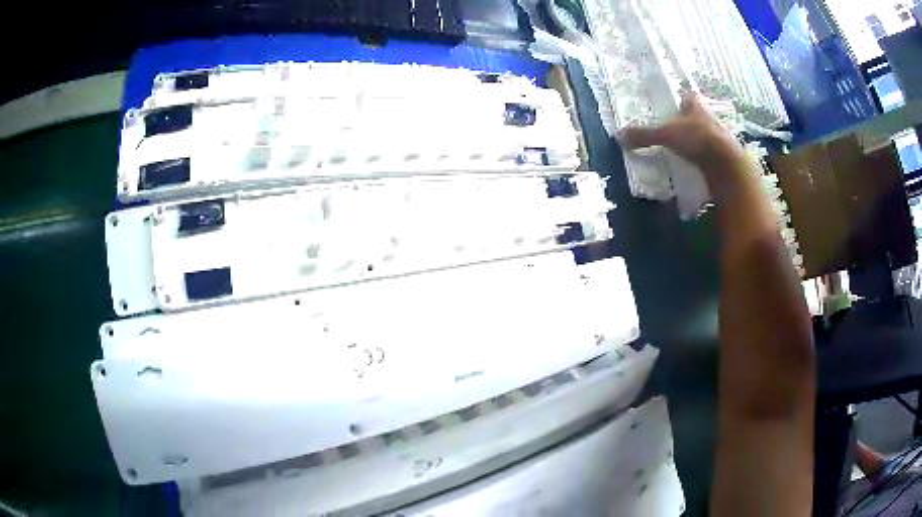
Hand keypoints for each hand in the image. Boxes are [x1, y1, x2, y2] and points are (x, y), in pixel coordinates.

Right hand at [620, 91, 745, 187]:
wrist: (725, 164)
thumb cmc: (697, 139)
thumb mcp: (666, 135)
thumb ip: (645, 135)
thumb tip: (619, 136)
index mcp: (695, 105)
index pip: (687, 96)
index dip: (679, 97)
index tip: (670, 103)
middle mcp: (707, 117)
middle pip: (694, 115)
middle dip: (685, 120)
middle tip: (670, 127)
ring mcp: (716, 136)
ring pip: (702, 133)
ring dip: (693, 139)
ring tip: (679, 147)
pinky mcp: (721, 155)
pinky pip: (707, 152)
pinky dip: (699, 156)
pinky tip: (690, 163)